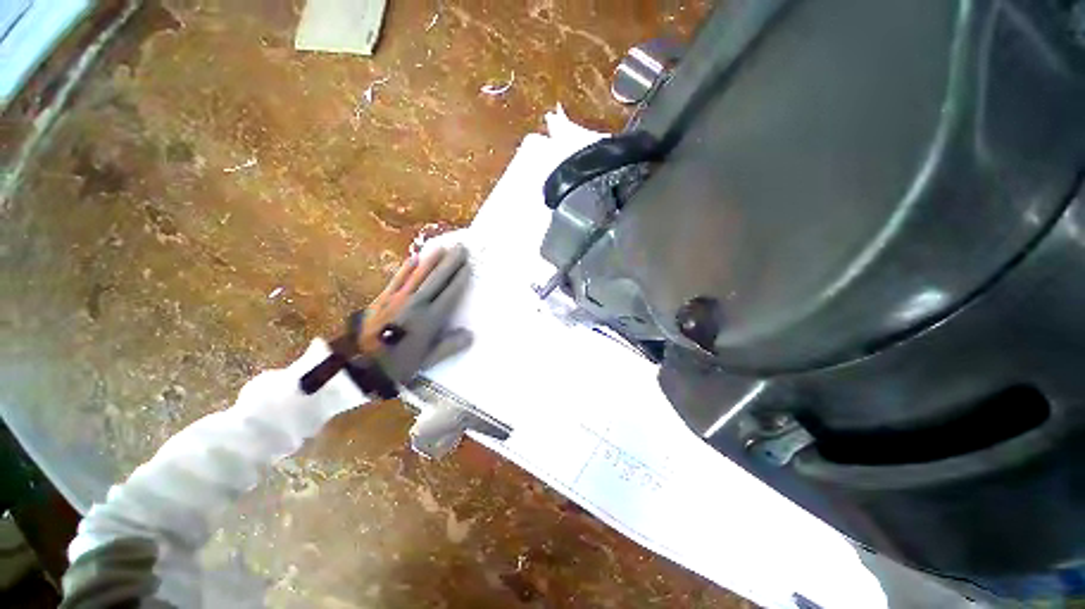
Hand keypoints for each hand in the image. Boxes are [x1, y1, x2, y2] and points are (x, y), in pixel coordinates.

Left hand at [361, 245, 471, 382]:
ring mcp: (398, 299)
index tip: (468, 265)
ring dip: (432, 260)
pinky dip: (407, 268)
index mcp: (430, 319)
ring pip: (419, 275)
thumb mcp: (426, 361)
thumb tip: (471, 335)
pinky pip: (398, 279)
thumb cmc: (396, 365)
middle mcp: (416, 304)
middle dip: (450, 263)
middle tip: (461, 248)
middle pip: (437, 279)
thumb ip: (449, 346)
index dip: (459, 278)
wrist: (357, 365)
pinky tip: (414, 258)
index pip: (449, 293)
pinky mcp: (383, 298)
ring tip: (443, 247)